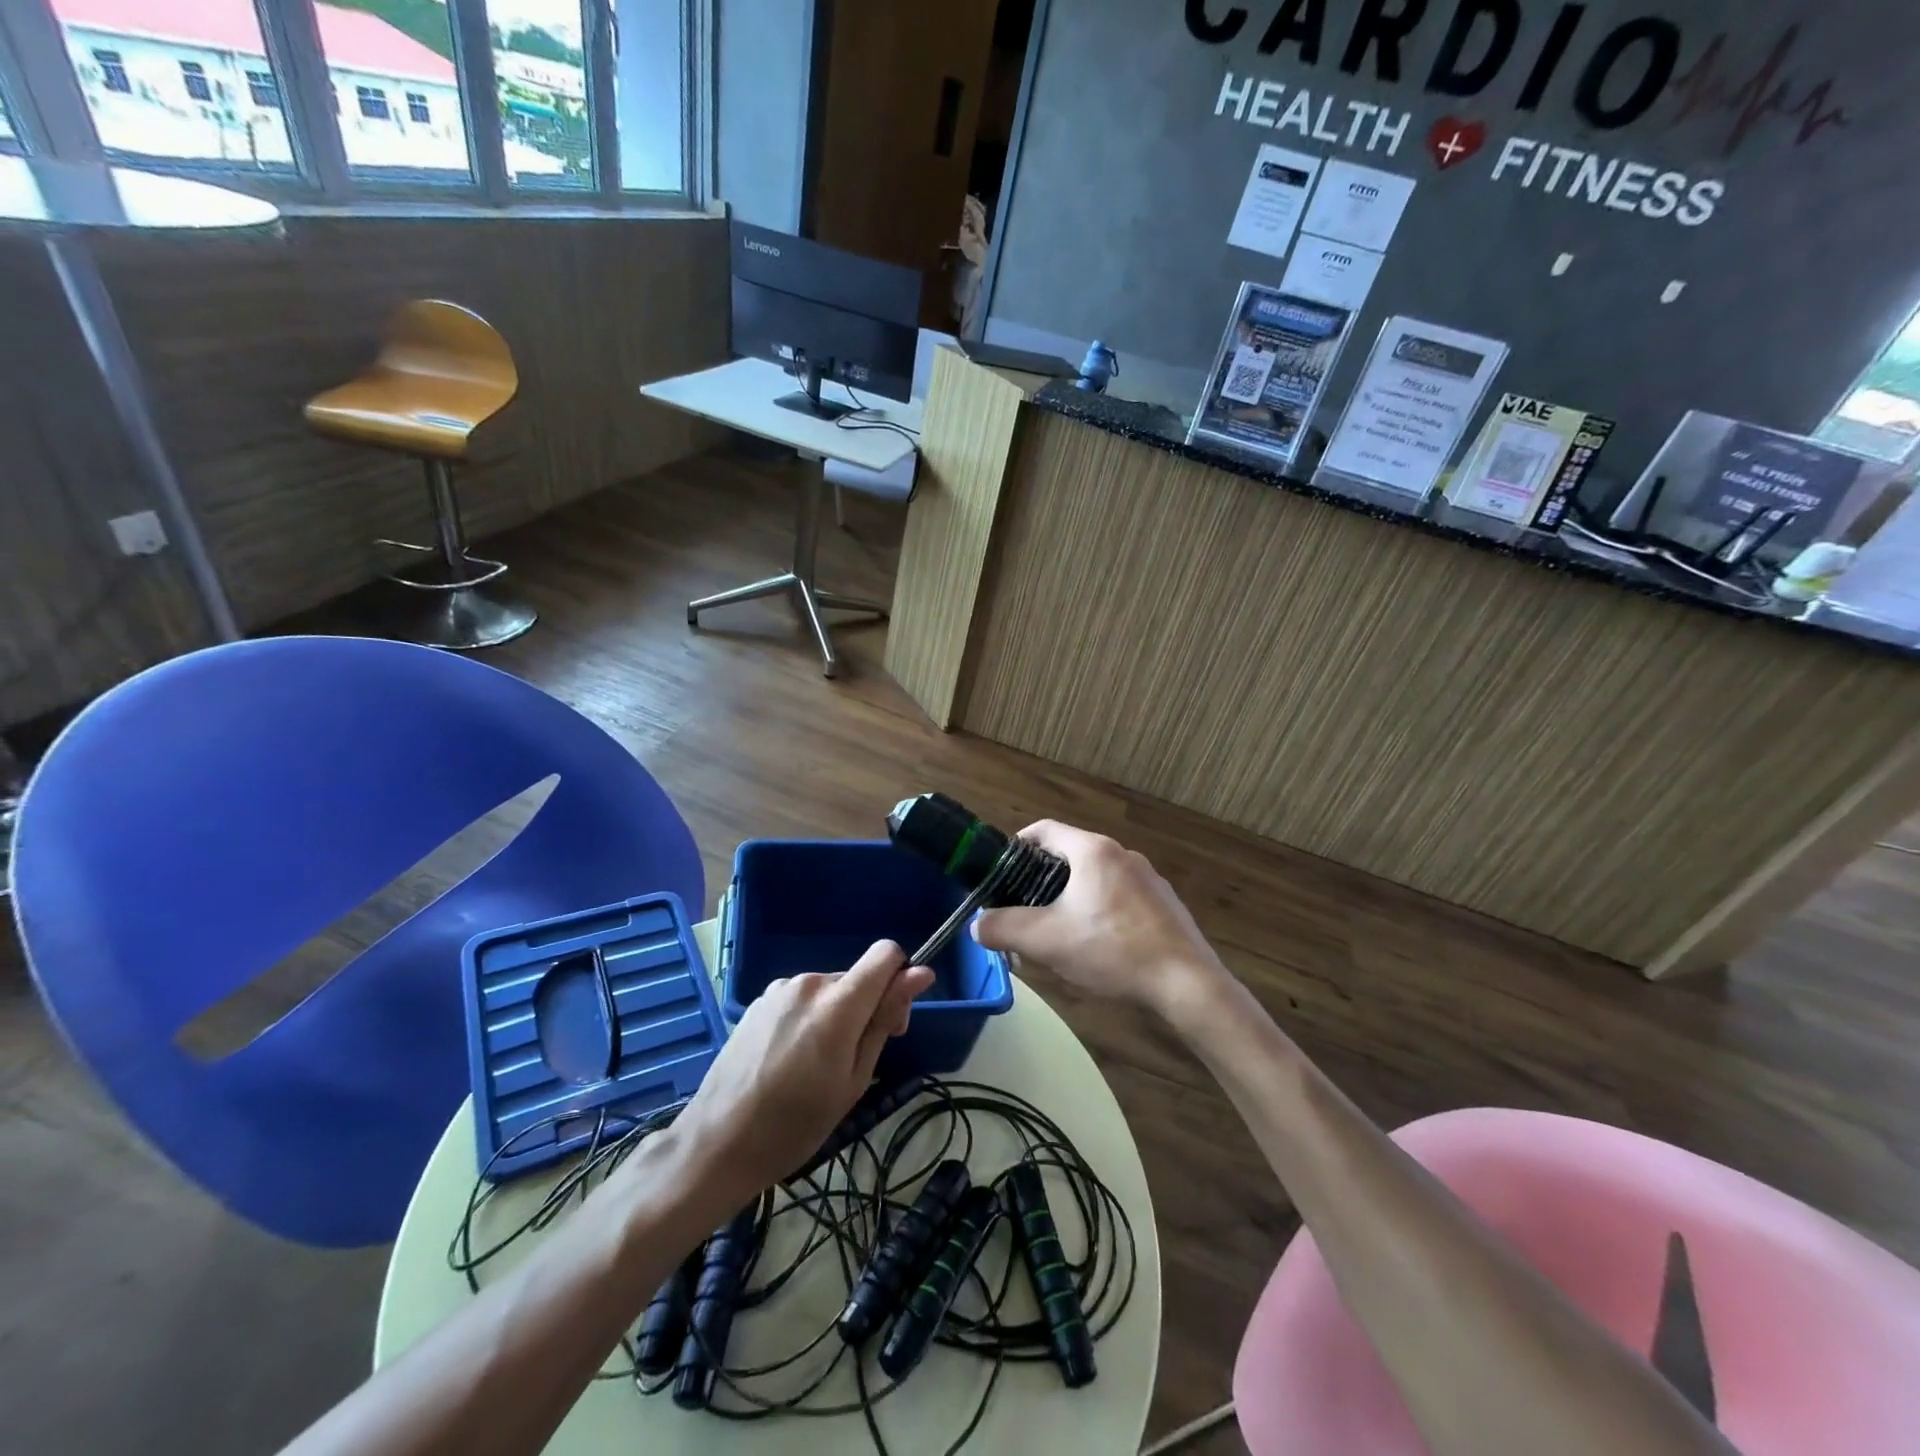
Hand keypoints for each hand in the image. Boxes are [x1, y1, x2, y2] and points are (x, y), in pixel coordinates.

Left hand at [669, 941, 934, 1203]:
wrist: (718, 1142)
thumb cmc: (796, 1124)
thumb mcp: (854, 1079)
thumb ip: (885, 1020)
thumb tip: (921, 974)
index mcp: (838, 1002)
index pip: (886, 953)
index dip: (900, 977)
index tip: (894, 1019)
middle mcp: (809, 983)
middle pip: (857, 978)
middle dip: (866, 1008)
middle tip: (853, 1062)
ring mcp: (779, 989)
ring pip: (829, 990)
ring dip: (836, 1015)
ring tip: (815, 1066)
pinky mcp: (759, 1001)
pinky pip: (801, 998)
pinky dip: (808, 1018)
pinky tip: (789, 1059)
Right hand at [971, 821, 1228, 1019]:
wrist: (1186, 983)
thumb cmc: (1112, 950)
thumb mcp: (1046, 941)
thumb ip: (1003, 928)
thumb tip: (977, 924)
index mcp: (1093, 851)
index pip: (1044, 830)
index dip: (1017, 845)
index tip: (1000, 871)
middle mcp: (1122, 854)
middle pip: (1069, 855)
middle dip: (1042, 880)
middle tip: (1023, 910)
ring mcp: (1148, 878)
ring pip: (1095, 879)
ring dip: (1071, 898)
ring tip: (1057, 933)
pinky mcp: (1163, 904)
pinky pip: (1119, 897)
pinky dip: (1100, 912)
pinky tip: (1097, 948)